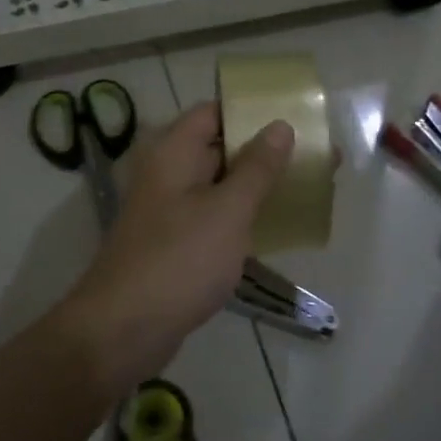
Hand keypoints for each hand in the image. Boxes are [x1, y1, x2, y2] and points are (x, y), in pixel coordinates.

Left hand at [58, 102, 293, 392]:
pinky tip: (278, 226)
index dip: (252, 111)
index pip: (214, 112)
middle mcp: (167, 173)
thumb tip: (280, 126)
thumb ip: (257, 168)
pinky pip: (214, 217)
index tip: (295, 116)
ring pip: (220, 185)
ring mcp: (169, 210)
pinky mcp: (174, 243)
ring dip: (258, 185)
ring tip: (308, 187)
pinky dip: (242, 216)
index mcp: (173, 152)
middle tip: (316, 155)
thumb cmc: (180, 259)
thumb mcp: (228, 210)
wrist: (124, 329)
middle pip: (220, 148)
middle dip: (265, 151)